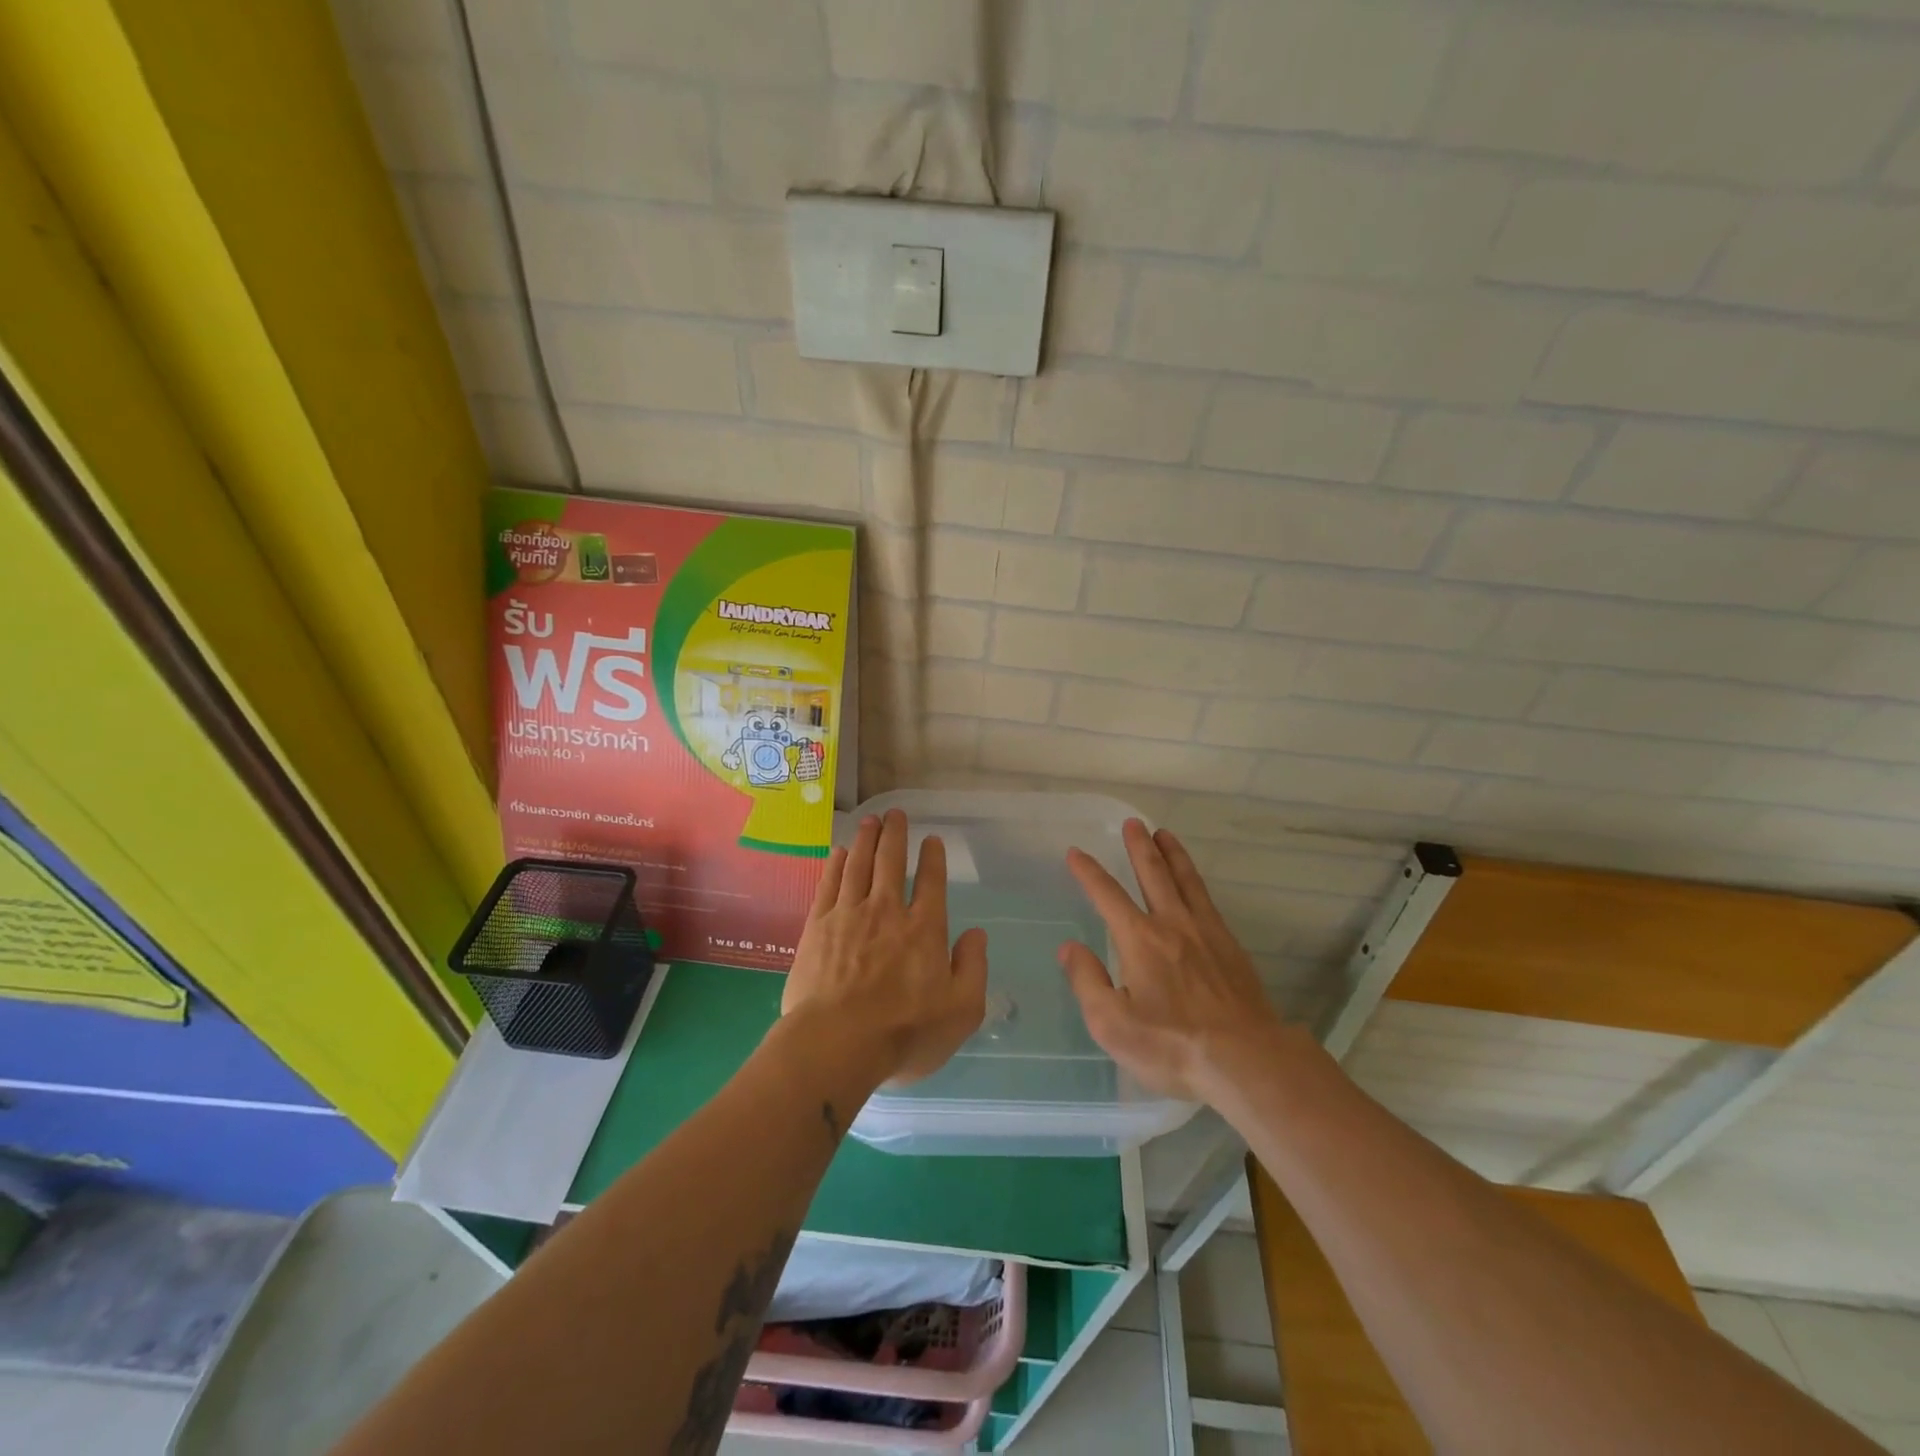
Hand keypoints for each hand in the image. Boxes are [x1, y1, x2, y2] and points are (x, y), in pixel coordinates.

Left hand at [783, 809, 987, 1085]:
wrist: (836, 1044)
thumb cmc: (904, 1033)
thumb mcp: (961, 1011)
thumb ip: (973, 968)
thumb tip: (977, 934)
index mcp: (924, 929)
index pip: (931, 882)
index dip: (933, 858)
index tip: (932, 840)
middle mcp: (887, 911)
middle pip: (891, 862)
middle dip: (895, 834)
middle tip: (895, 813)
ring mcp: (849, 915)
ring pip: (859, 865)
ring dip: (866, 840)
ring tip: (870, 820)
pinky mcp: (817, 927)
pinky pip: (829, 884)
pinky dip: (836, 864)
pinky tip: (839, 852)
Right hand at [1059, 820, 1285, 1102]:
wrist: (1246, 1059)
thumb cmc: (1171, 1045)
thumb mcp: (1112, 1024)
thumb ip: (1087, 981)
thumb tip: (1069, 948)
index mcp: (1139, 939)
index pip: (1107, 895)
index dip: (1089, 872)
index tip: (1075, 852)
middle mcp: (1172, 925)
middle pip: (1153, 874)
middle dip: (1139, 847)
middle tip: (1132, 823)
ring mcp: (1206, 933)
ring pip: (1185, 881)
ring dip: (1172, 854)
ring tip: (1164, 834)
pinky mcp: (1231, 948)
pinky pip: (1208, 901)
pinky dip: (1196, 882)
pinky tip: (1195, 885)